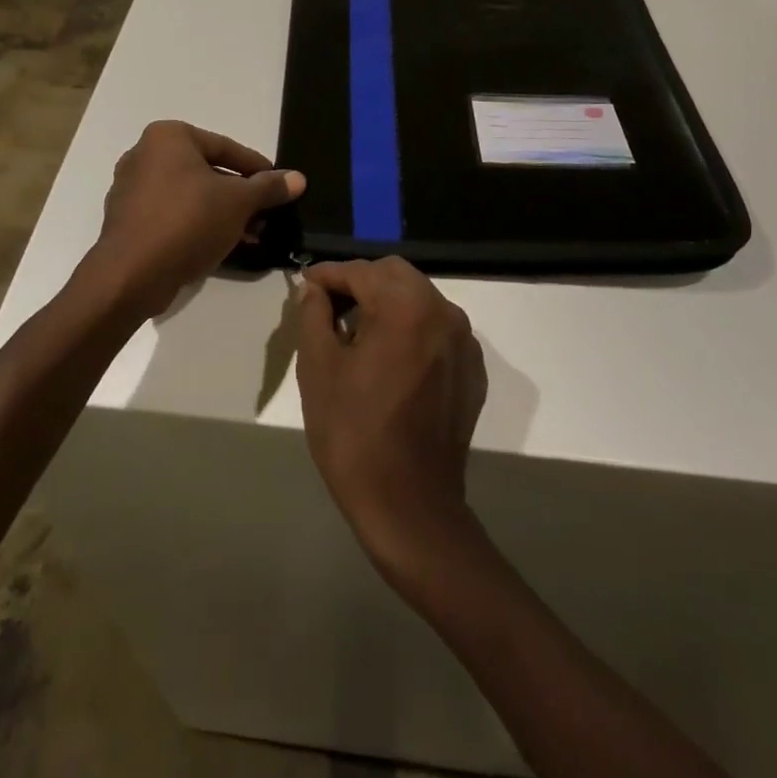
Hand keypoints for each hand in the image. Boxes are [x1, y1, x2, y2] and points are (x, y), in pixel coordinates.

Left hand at [93, 121, 303, 312]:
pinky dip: (197, 225)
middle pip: (207, 171)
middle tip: (266, 215)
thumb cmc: (187, 221)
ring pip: (190, 195)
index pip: (225, 147)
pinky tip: (221, 245)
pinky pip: (172, 215)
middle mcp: (144, 155)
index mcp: (167, 137)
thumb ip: (268, 188)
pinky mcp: (127, 221)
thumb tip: (298, 179)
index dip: (257, 168)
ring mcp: (131, 189)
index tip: (279, 186)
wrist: (131, 275)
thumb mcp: (238, 202)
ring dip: (222, 213)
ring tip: (250, 234)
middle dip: (239, 195)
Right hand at [295, 258, 487, 584]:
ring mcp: (464, 341)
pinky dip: (411, 327)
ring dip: (387, 302)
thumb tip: (313, 289)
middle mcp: (443, 311)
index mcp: (405, 306)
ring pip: (419, 298)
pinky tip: (389, 357)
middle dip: (360, 282)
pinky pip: (437, 328)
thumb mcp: (318, 368)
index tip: (304, 284)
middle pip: (395, 275)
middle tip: (329, 306)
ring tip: (356, 330)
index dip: (328, 274)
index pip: (360, 271)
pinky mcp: (472, 369)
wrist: (409, 506)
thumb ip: (313, 314)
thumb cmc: (353, 434)